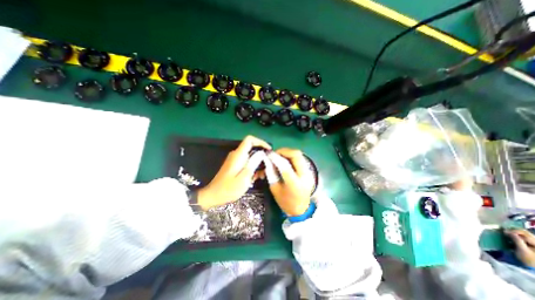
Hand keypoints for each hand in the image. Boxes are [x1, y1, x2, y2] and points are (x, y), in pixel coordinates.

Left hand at [197, 136, 271, 210]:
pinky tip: (255, 177)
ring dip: (258, 163)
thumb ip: (253, 164)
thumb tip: (261, 153)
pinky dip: (253, 167)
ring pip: (250, 156)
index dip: (261, 142)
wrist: (214, 195)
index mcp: (238, 155)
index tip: (269, 150)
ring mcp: (235, 160)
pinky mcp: (235, 165)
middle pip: (252, 148)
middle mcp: (236, 154)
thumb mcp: (244, 178)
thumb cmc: (229, 188)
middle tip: (268, 167)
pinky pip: (246, 161)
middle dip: (262, 156)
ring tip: (262, 175)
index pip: (250, 140)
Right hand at [266, 147, 313, 215]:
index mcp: (295, 184)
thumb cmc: (285, 202)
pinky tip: (285, 160)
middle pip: (296, 155)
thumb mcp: (275, 189)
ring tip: (279, 156)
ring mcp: (309, 172)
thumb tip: (268, 160)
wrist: (301, 209)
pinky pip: (300, 158)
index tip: (268, 154)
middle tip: (275, 153)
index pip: (285, 166)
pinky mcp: (309, 171)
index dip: (276, 158)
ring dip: (287, 152)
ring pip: (299, 154)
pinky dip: (291, 156)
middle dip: (284, 151)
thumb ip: (271, 173)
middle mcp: (305, 176)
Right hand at [507, 230, 534, 266]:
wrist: (532, 267)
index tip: (504, 231)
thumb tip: (507, 231)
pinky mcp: (530, 244)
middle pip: (524, 233)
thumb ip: (516, 240)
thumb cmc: (528, 259)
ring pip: (523, 234)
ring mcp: (534, 243)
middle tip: (504, 232)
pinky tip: (511, 237)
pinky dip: (516, 236)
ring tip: (506, 234)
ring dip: (514, 233)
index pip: (524, 232)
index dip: (513, 231)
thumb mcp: (522, 250)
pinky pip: (523, 237)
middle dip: (513, 231)